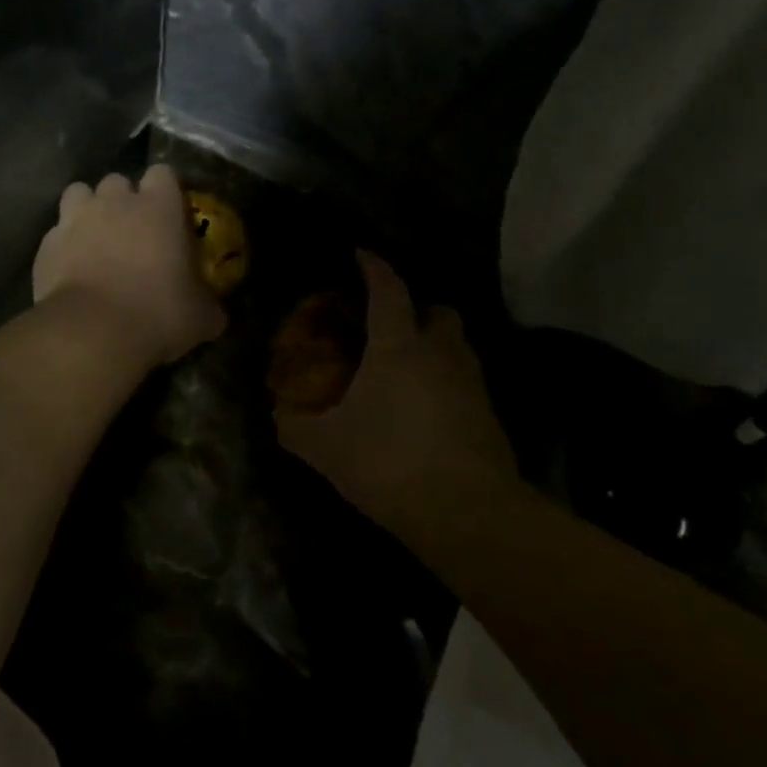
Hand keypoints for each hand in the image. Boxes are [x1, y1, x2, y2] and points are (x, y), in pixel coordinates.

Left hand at [33, 164, 226, 366]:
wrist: (92, 332)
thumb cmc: (158, 314)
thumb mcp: (200, 317)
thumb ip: (208, 305)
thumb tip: (215, 314)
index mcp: (159, 207)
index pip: (163, 173)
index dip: (165, 191)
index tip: (169, 214)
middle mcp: (115, 202)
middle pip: (117, 180)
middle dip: (122, 200)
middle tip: (131, 231)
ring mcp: (75, 219)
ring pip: (79, 194)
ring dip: (87, 210)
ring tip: (95, 239)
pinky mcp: (47, 244)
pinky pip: (56, 233)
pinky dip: (64, 245)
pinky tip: (71, 269)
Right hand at [276, 252, 521, 536]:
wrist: (466, 511)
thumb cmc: (388, 463)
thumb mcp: (326, 447)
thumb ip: (296, 427)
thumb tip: (277, 415)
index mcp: (398, 347)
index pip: (388, 290)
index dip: (374, 267)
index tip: (361, 254)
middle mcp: (440, 353)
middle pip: (439, 311)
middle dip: (417, 309)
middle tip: (390, 327)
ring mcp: (472, 383)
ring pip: (457, 345)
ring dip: (434, 345)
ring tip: (406, 369)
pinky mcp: (489, 414)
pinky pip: (466, 381)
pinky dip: (447, 382)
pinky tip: (425, 409)